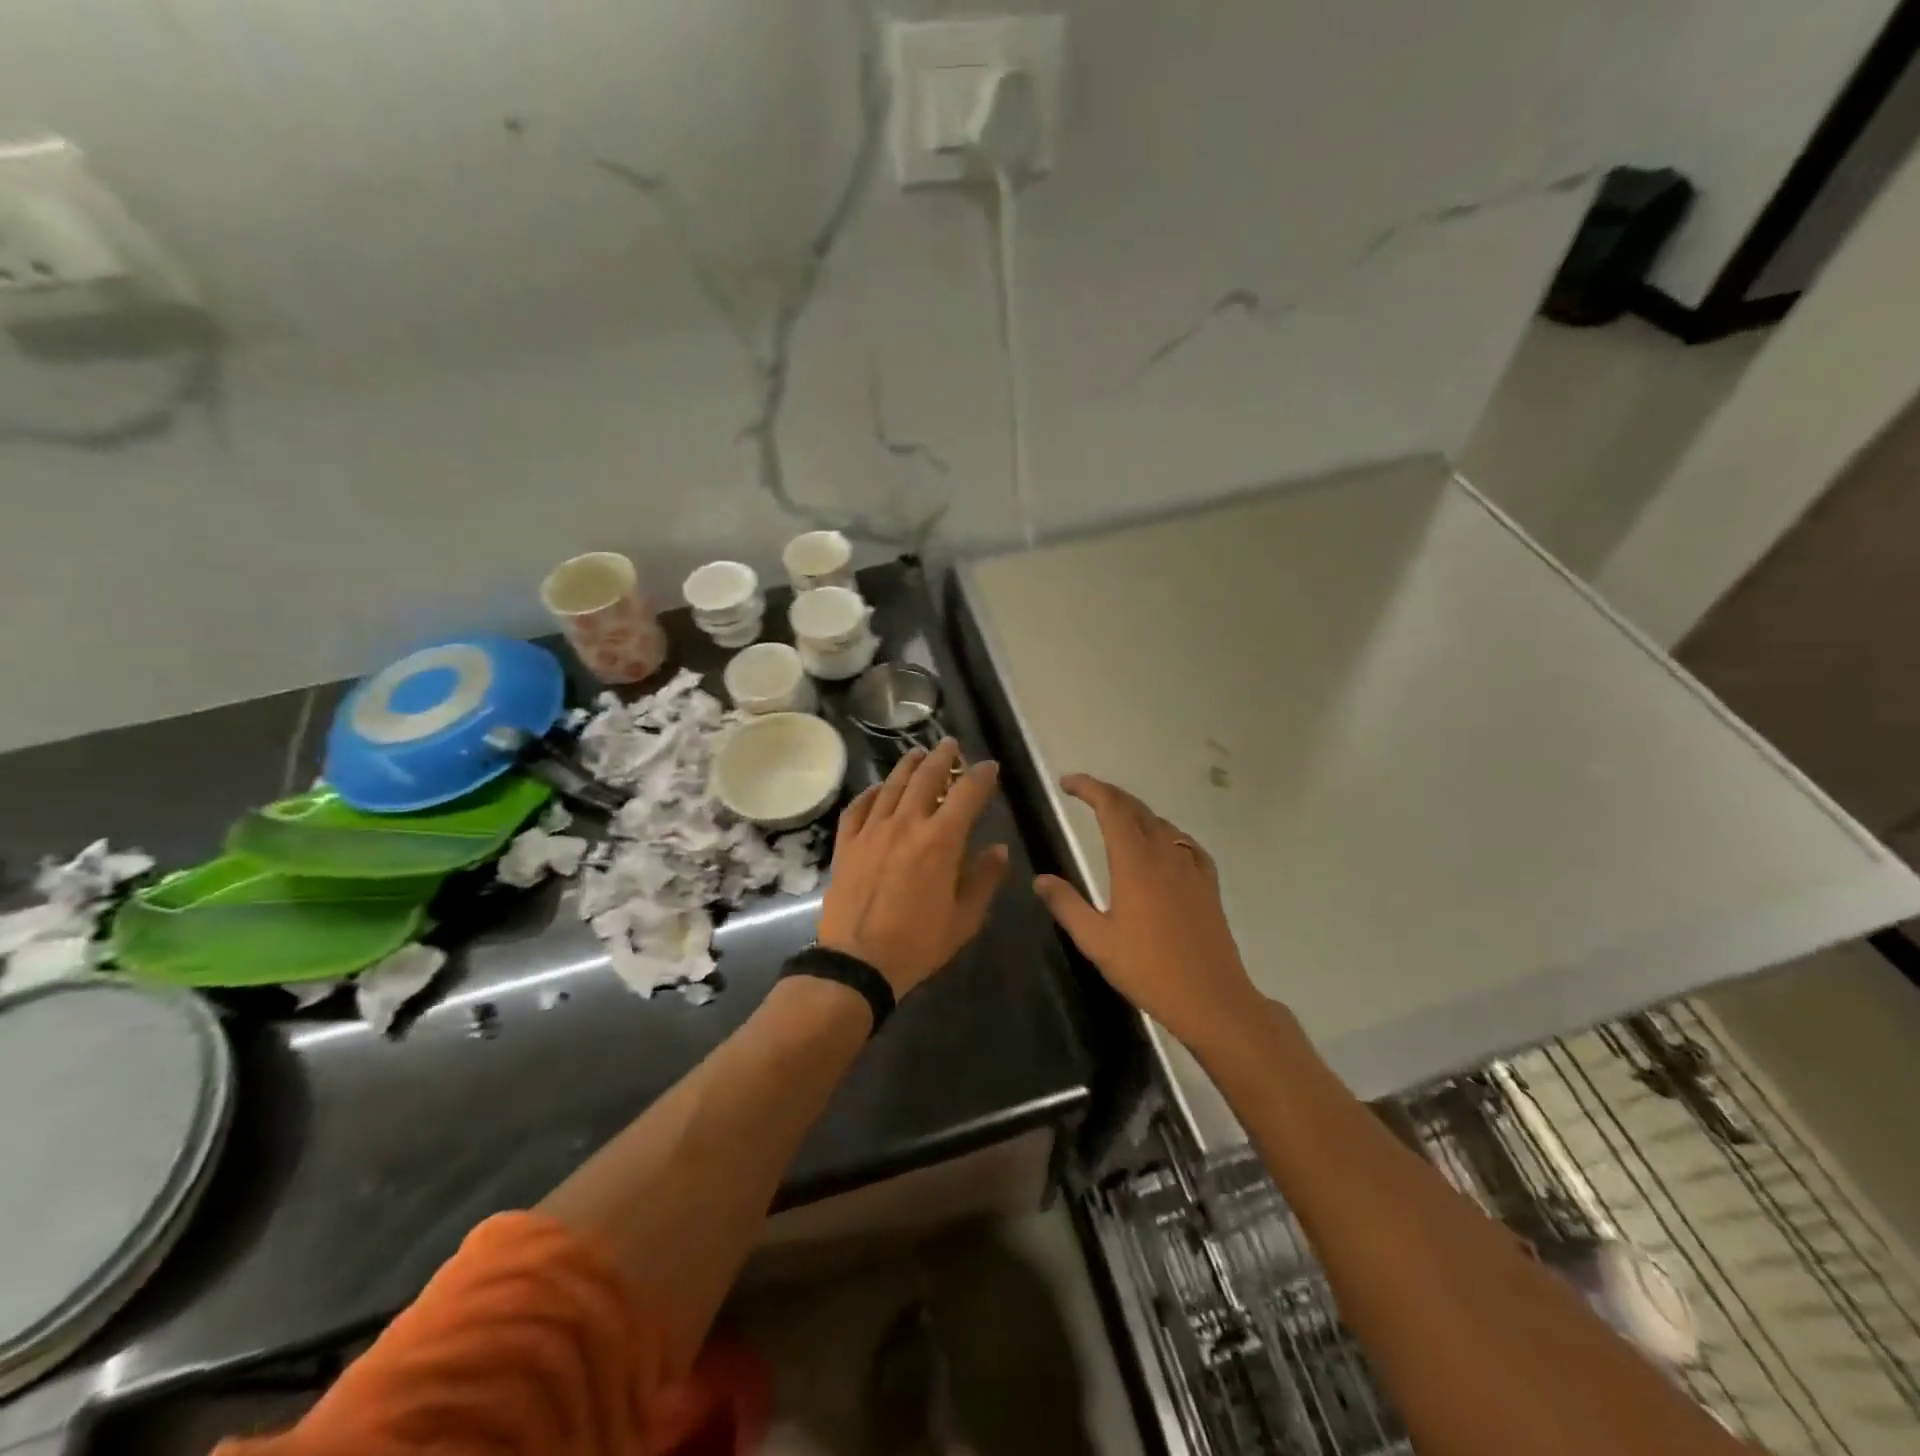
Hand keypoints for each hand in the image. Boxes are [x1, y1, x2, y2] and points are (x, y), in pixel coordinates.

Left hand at [817, 739, 1009, 998]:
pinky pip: (858, 808)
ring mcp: (872, 831)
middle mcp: (907, 824)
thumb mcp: (965, 917)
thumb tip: (998, 848)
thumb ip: (984, 878)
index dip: (981, 776)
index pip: (967, 794)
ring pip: (892, 786)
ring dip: (908, 766)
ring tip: (918, 753)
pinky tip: (878, 789)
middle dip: (943, 758)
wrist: (858, 962)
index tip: (990, 766)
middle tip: (950, 745)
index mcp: (941, 840)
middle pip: (926, 778)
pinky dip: (871, 793)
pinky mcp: (847, 844)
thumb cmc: (918, 943)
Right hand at [1034, 774, 1260, 1048]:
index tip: (1067, 783)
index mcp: (1134, 862)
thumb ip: (1066, 905)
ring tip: (1114, 818)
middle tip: (1084, 794)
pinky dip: (1163, 832)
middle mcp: (1164, 854)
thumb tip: (1040, 879)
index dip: (1090, 788)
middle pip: (1136, 808)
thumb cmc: (1148, 969)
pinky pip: (1183, 842)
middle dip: (1109, 795)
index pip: (1112, 807)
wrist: (1211, 998)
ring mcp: (1191, 867)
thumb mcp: (1096, 941)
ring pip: (1160, 823)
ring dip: (1134, 812)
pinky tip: (1160, 845)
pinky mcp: (1208, 883)